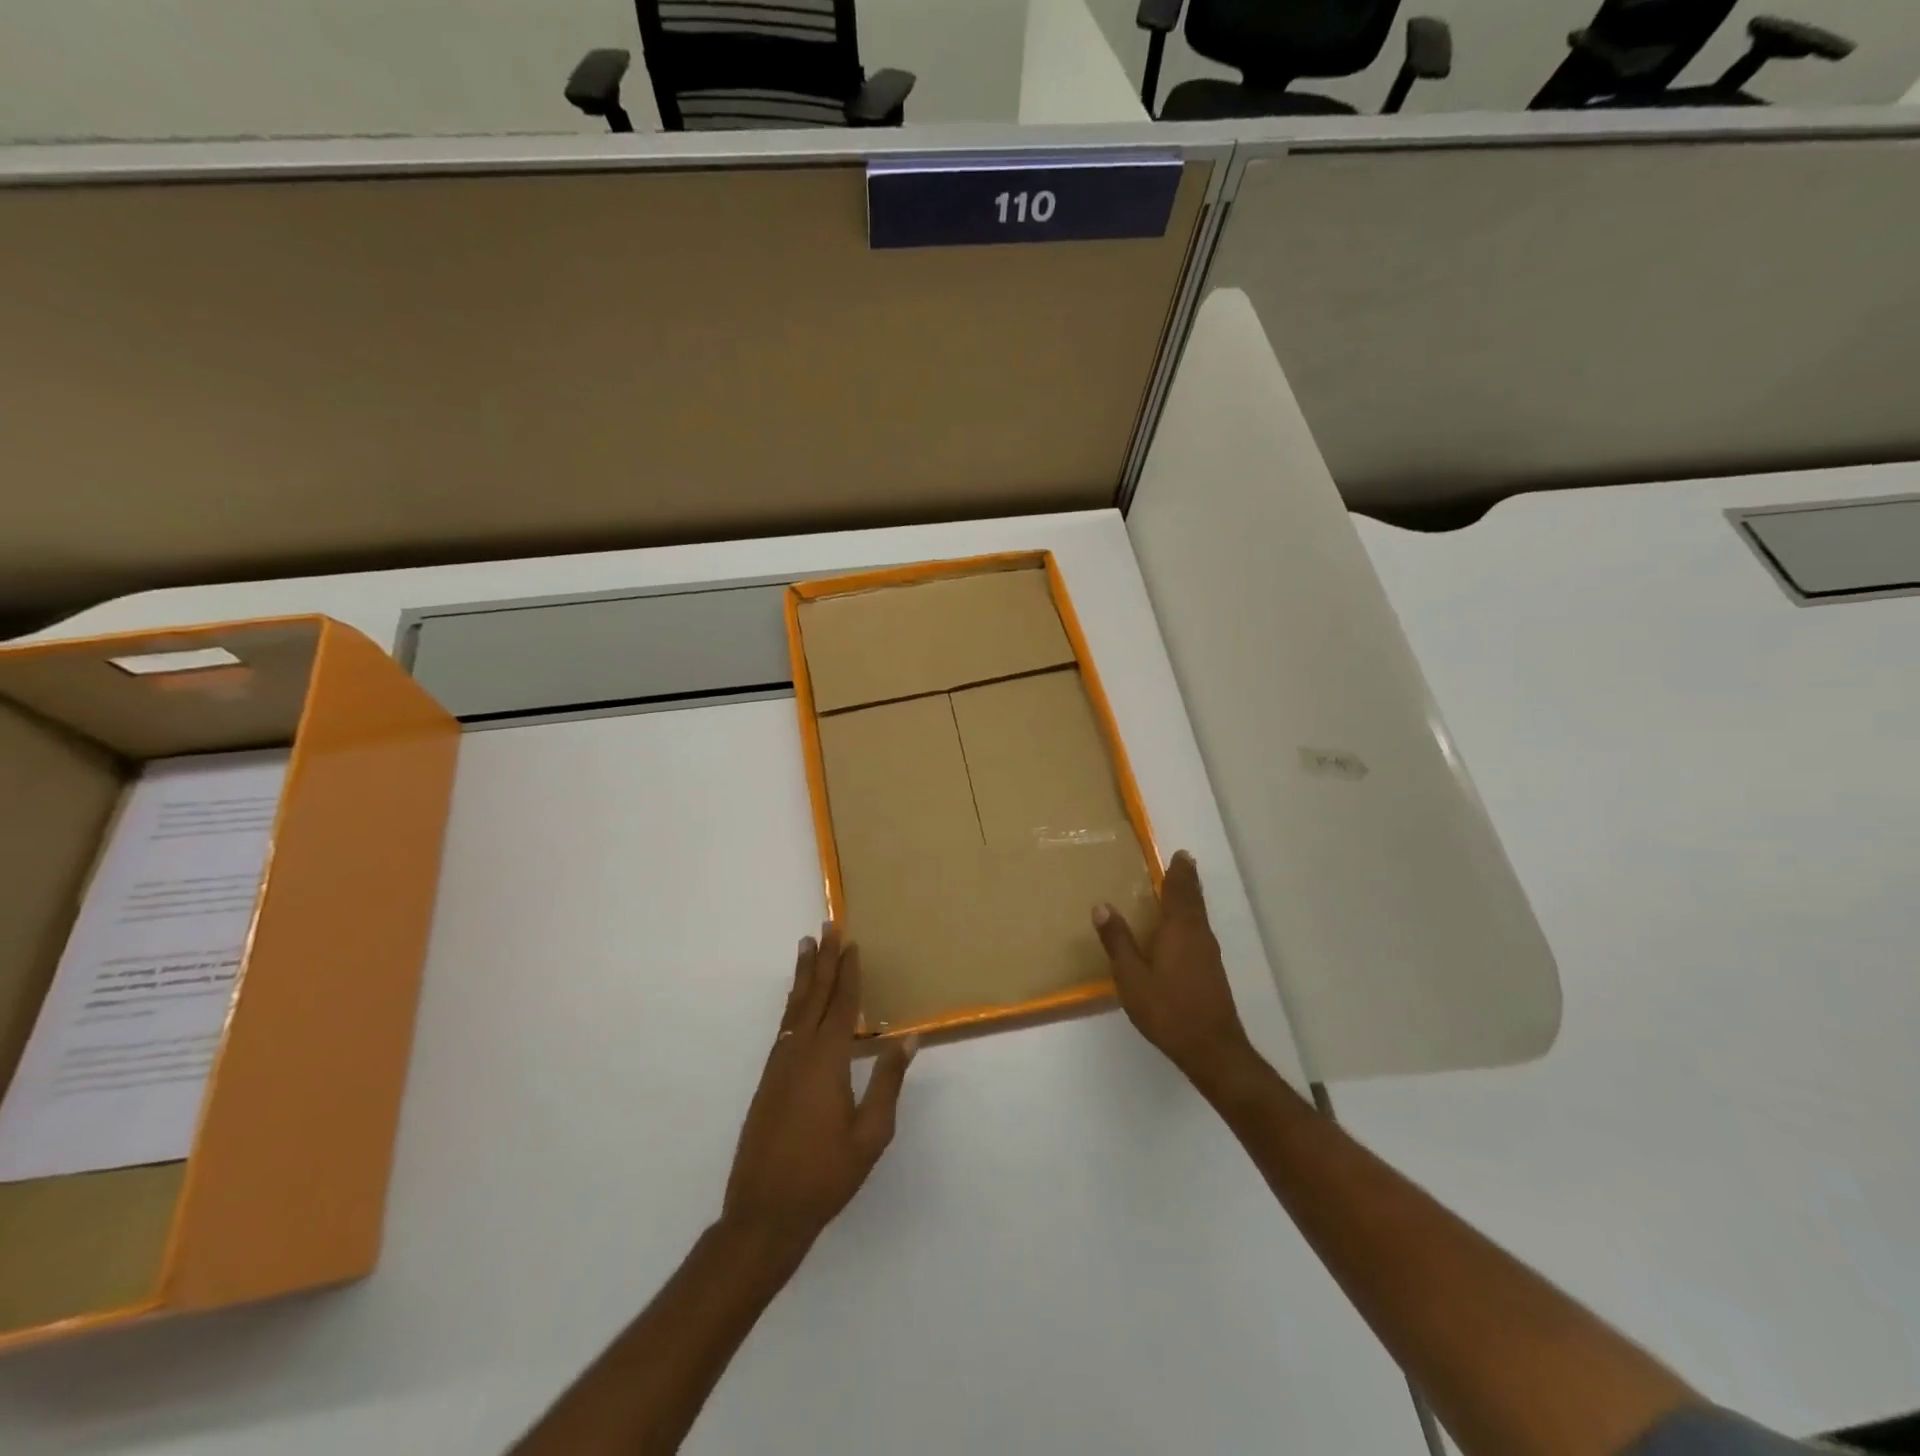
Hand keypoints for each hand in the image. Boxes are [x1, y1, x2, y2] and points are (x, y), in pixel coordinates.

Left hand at [722, 927, 914, 1257]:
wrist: (763, 1213)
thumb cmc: (825, 1175)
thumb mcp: (870, 1134)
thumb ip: (888, 1082)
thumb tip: (909, 1037)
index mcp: (827, 1060)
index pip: (842, 1005)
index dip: (848, 973)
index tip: (851, 943)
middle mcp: (800, 1052)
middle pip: (815, 996)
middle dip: (823, 960)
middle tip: (827, 926)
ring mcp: (779, 1065)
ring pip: (795, 1008)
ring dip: (804, 976)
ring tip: (806, 946)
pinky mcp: (768, 1079)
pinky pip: (785, 1026)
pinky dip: (794, 1004)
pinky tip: (798, 1003)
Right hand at [1094, 851, 1254, 1088]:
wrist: (1211, 1048)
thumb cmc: (1167, 1009)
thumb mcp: (1131, 977)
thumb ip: (1118, 941)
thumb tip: (1102, 906)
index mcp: (1179, 929)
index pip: (1180, 891)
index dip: (1179, 872)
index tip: (1180, 854)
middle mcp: (1198, 934)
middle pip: (1194, 900)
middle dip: (1187, 880)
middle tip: (1182, 862)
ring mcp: (1209, 953)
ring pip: (1199, 916)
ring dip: (1190, 899)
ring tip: (1179, 890)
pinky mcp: (1212, 970)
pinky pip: (1200, 931)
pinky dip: (1191, 919)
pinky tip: (1181, 930)